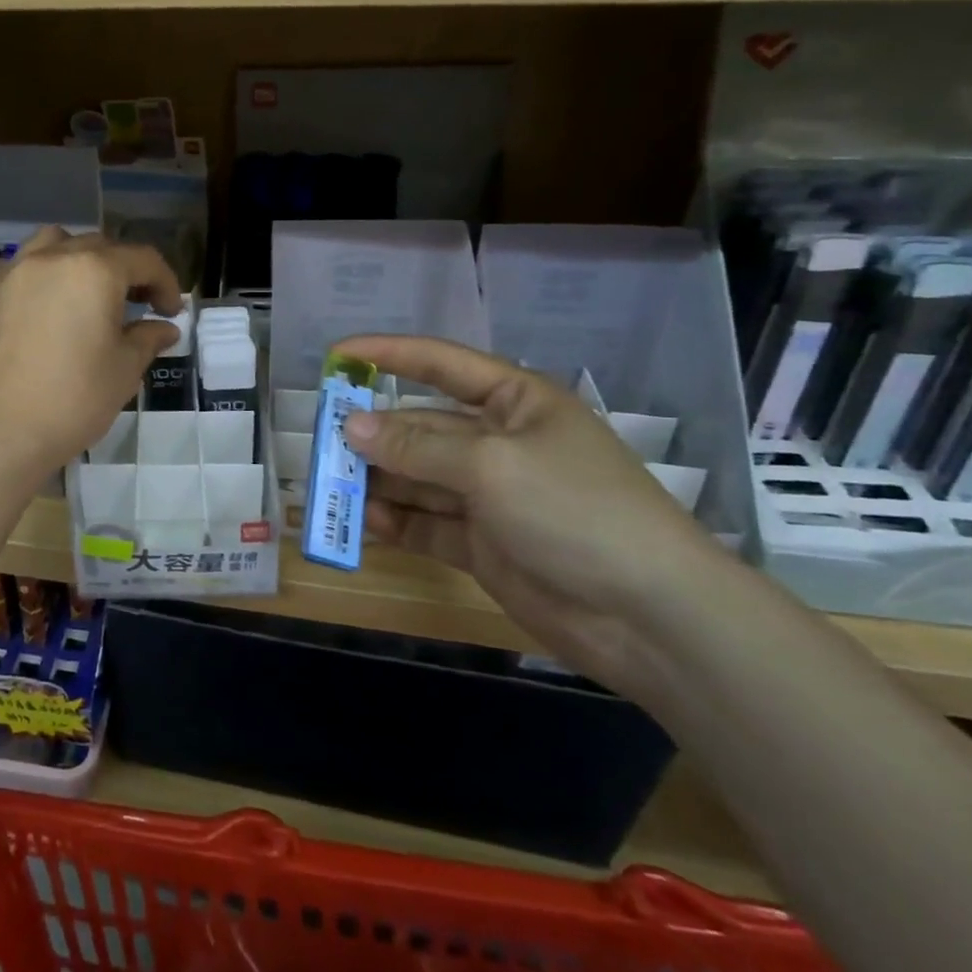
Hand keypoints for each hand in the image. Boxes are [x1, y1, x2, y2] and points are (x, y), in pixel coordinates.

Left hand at [0, 228, 182, 480]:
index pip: (143, 260)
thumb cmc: (74, 399)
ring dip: (75, 256)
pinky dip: (23, 271)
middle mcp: (52, 258)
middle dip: (124, 270)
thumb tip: (164, 328)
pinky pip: (5, 265)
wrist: (1, 431)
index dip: (166, 283)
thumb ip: (147, 339)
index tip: (171, 313)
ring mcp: (12, 273)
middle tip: (137, 306)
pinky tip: (29, 294)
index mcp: (95, 270)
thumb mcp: (125, 370)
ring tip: (83, 289)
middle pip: (98, 246)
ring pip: (50, 242)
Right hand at [332, 334, 730, 696]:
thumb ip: (417, 447)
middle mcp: (498, 442)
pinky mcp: (482, 543)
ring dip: (376, 479)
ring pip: (417, 477)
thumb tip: (351, 427)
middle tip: (320, 441)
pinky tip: (363, 522)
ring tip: (329, 485)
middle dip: (373, 432)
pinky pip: (426, 523)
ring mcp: (489, 495)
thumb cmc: (576, 511)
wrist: (651, 617)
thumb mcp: (492, 466)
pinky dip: (395, 521)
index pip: (441, 364)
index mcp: (515, 402)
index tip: (336, 356)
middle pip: (420, 426)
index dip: (388, 355)